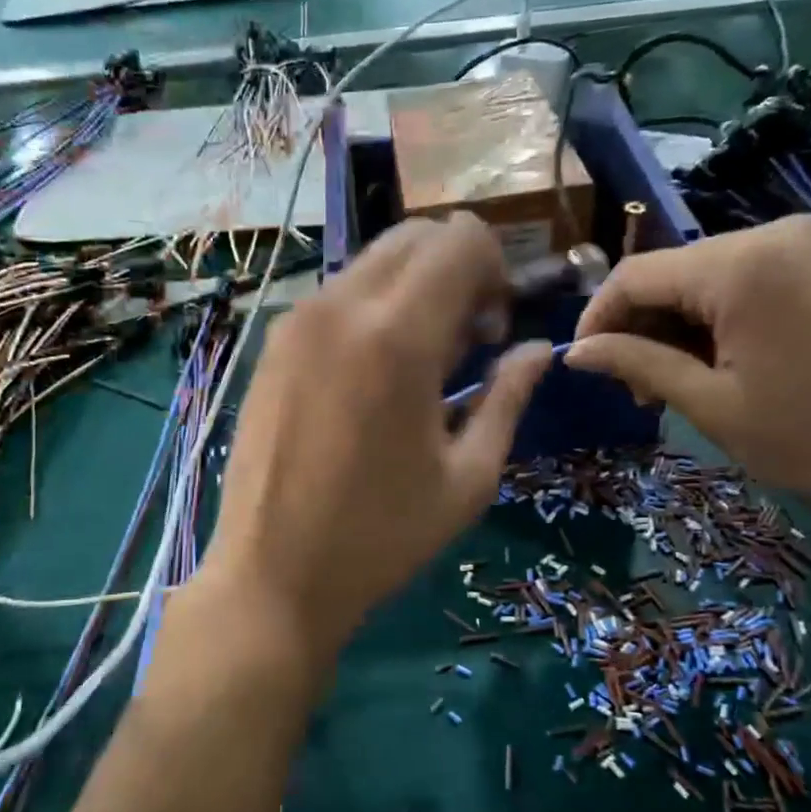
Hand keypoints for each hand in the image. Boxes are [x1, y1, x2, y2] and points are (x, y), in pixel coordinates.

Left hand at [198, 214, 553, 663]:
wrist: (272, 576)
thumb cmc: (381, 537)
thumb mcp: (468, 476)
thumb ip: (508, 396)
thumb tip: (539, 348)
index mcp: (396, 337)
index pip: (461, 239)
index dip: (495, 272)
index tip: (493, 332)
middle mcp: (340, 307)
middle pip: (416, 235)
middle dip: (456, 270)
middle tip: (465, 342)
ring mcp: (296, 321)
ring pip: (373, 261)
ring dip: (412, 289)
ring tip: (418, 365)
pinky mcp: (271, 344)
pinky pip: (336, 295)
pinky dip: (371, 309)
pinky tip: (371, 377)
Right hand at [564, 215, 810, 538]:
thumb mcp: (710, 405)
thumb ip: (636, 364)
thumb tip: (573, 353)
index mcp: (743, 265)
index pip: (636, 274)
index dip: (598, 317)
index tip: (583, 363)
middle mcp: (778, 233)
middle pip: (675, 271)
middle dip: (643, 325)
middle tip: (637, 388)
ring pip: (711, 275)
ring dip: (680, 323)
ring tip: (679, 382)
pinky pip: (754, 277)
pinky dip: (722, 315)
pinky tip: (725, 360)